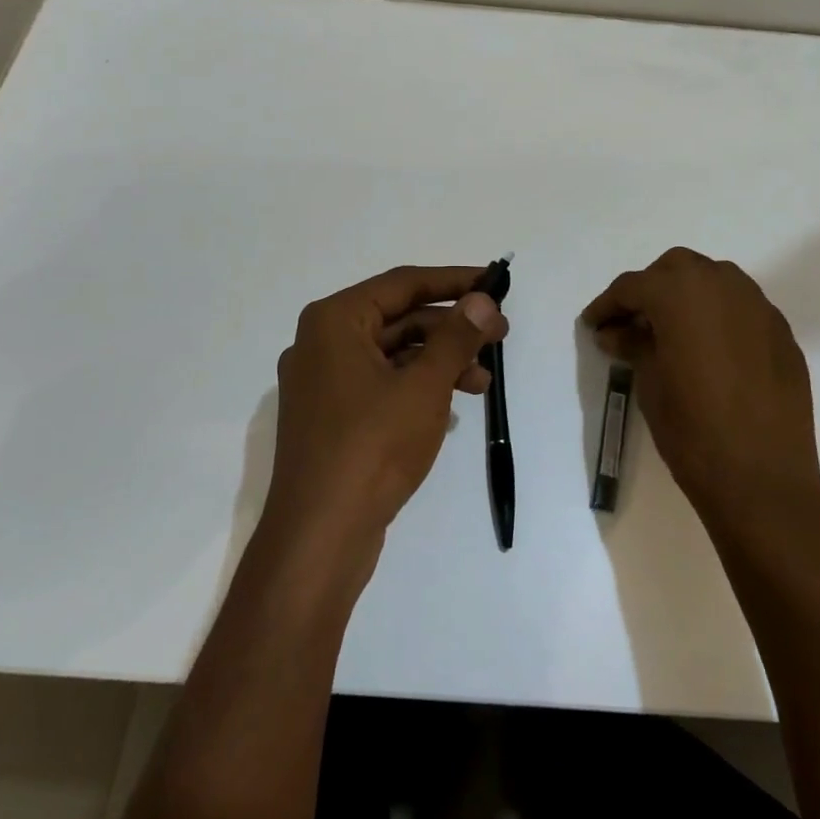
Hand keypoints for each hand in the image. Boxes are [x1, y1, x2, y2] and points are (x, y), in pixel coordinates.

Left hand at [265, 266, 506, 564]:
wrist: (319, 537)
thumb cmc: (372, 447)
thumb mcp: (424, 386)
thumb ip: (456, 337)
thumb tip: (481, 300)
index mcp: (334, 321)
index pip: (403, 284)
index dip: (453, 281)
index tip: (494, 282)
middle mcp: (321, 343)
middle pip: (398, 318)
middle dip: (451, 326)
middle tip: (500, 335)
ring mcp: (322, 383)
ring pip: (392, 354)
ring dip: (439, 360)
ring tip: (484, 380)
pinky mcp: (331, 417)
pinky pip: (380, 383)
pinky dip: (417, 386)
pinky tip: (452, 403)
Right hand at [583, 248, 819, 528]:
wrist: (762, 480)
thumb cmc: (692, 429)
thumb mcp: (649, 383)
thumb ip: (633, 345)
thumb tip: (616, 332)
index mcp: (681, 293)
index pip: (634, 286)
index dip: (608, 305)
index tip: (593, 325)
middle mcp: (723, 286)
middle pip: (676, 269)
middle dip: (651, 288)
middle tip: (633, 321)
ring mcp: (759, 307)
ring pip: (715, 281)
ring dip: (688, 295)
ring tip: (672, 331)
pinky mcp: (782, 333)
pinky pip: (742, 308)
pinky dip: (719, 316)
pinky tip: (710, 350)